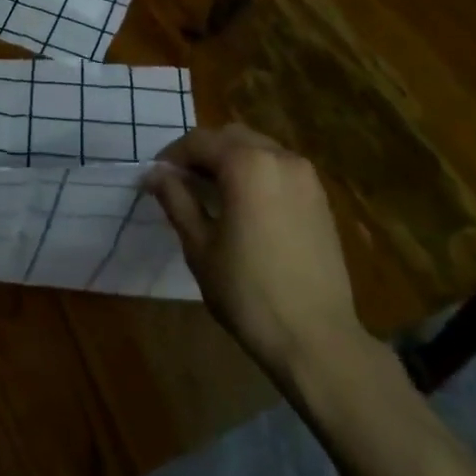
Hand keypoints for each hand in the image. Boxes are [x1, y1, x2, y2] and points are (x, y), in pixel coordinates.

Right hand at [145, 124, 368, 381]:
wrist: (317, 339)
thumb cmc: (248, 293)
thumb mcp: (199, 246)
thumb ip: (176, 200)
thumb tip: (155, 174)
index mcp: (247, 164)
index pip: (200, 141)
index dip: (173, 155)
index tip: (156, 176)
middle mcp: (279, 157)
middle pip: (231, 137)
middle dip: (203, 152)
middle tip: (182, 182)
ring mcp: (305, 176)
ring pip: (258, 149)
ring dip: (231, 160)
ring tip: (212, 193)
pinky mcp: (320, 197)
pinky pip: (280, 168)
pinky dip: (257, 173)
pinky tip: (246, 206)